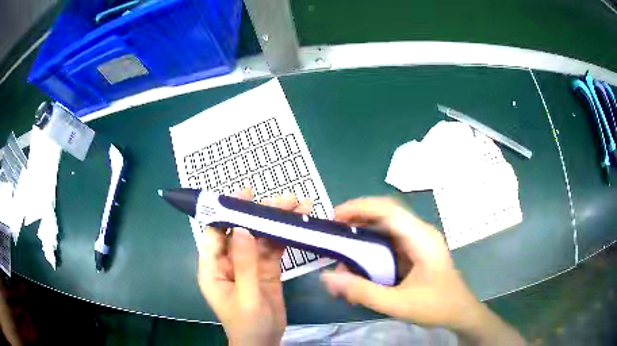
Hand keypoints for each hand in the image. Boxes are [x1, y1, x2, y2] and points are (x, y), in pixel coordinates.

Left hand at [197, 188, 311, 345]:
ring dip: (276, 222)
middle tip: (283, 199)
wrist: (265, 343)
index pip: (216, 233)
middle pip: (242, 231)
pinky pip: (273, 249)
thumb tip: (243, 229)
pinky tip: (298, 225)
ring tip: (297, 206)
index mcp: (213, 268)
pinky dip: (284, 237)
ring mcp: (249, 265)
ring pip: (260, 238)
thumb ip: (244, 264)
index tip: (245, 195)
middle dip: (260, 214)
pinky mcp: (265, 270)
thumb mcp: (246, 297)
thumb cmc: (248, 325)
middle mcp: (228, 262)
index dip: (227, 212)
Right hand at [321, 197, 524, 344]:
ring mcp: (418, 242)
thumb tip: (328, 278)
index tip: (335, 216)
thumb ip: (363, 292)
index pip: (388, 210)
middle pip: (385, 215)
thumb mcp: (397, 304)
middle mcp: (420, 233)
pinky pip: (390, 243)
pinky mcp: (415, 252)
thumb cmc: (436, 306)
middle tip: (334, 233)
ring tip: (342, 251)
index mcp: (421, 238)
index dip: (360, 207)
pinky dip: (372, 250)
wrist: (460, 312)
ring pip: (386, 229)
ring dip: (363, 236)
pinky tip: (361, 265)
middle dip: (357, 220)